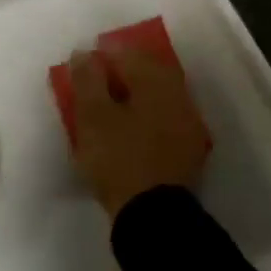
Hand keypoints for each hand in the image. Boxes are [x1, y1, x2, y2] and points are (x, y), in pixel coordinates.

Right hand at [67, 46, 210, 218]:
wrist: (153, 217)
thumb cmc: (119, 158)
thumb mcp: (93, 116)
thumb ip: (87, 79)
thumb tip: (84, 53)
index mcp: (156, 82)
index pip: (129, 54)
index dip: (104, 54)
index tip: (84, 64)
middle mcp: (178, 96)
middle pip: (148, 72)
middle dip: (122, 72)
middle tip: (96, 81)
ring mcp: (187, 124)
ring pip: (157, 96)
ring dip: (134, 94)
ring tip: (110, 105)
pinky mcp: (187, 150)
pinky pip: (163, 119)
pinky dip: (145, 116)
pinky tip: (129, 128)